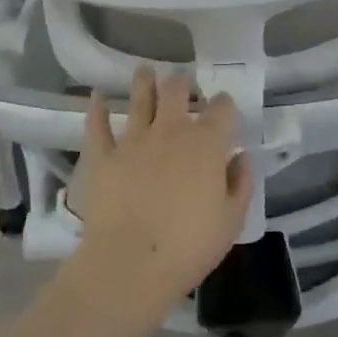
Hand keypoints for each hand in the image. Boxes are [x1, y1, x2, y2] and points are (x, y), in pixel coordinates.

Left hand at [68, 68, 252, 321]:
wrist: (131, 264)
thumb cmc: (190, 246)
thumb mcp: (232, 220)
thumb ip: (240, 183)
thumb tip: (240, 156)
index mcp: (206, 144)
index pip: (221, 108)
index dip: (223, 104)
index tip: (222, 108)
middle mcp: (171, 131)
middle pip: (176, 90)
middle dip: (182, 83)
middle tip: (182, 83)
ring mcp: (134, 140)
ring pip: (140, 98)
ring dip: (143, 82)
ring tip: (145, 72)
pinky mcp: (103, 156)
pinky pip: (97, 125)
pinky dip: (97, 108)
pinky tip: (97, 96)